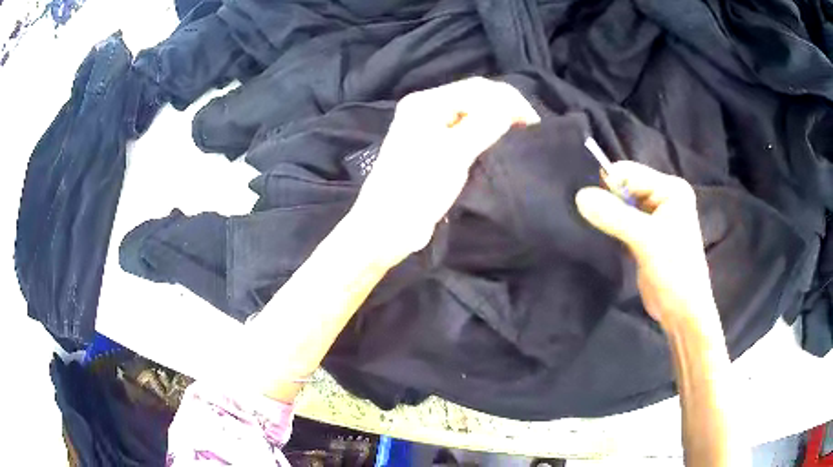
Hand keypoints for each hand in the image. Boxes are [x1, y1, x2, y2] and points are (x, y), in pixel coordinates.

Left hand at [350, 77, 539, 264]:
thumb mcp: (453, 153)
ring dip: (497, 120)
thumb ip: (484, 124)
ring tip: (521, 134)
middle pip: (475, 97)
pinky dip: (487, 133)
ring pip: (473, 114)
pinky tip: (501, 143)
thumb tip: (512, 107)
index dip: (509, 100)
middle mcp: (428, 109)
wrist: (388, 226)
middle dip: (504, 107)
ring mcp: (431, 128)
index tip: (534, 123)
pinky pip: (467, 131)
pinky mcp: (436, 148)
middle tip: (530, 129)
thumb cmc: (417, 188)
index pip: (477, 88)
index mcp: (426, 103)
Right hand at [575, 162, 719, 330]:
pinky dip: (614, 227)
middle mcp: (664, 196)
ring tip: (612, 236)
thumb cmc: (674, 271)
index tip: (598, 211)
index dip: (610, 187)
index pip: (629, 173)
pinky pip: (623, 220)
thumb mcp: (646, 240)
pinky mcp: (647, 234)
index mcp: (671, 189)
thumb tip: (579, 196)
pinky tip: (616, 242)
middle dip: (610, 202)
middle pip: (624, 186)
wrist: (682, 312)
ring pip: (621, 204)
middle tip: (604, 225)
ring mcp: (656, 216)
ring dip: (610, 216)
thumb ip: (614, 216)